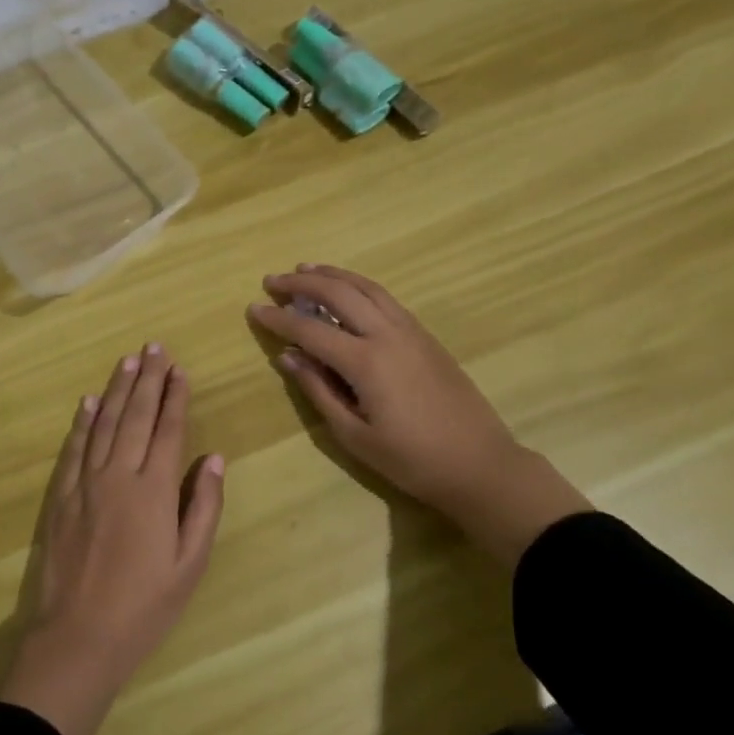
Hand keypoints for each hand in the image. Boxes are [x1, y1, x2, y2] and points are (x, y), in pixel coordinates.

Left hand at [0, 344, 225, 734]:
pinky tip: (89, 402)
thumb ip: (203, 507)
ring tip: (128, 361)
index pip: (167, 430)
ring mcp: (85, 484)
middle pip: (135, 417)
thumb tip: (214, 458)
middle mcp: (118, 476)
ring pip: (103, 424)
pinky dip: (82, 422)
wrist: (78, 637)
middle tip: (155, 348)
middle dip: (148, 380)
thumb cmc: (144, 606)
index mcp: (154, 490)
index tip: (179, 369)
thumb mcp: (190, 564)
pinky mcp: (61, 497)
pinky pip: (73, 448)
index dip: (175, 397)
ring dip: (117, 389)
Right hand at [246, 265, 590, 565]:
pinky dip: (359, 285)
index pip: (310, 329)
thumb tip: (288, 357)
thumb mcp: (355, 435)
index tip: (253, 308)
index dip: (278, 318)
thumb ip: (318, 390)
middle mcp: (388, 334)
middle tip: (273, 281)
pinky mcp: (426, 336)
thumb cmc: (412, 460)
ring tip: (305, 269)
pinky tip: (347, 290)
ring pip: (366, 286)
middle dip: (302, 283)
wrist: (480, 464)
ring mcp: (411, 331)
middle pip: (339, 292)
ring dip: (333, 274)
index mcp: (367, 362)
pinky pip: (385, 298)